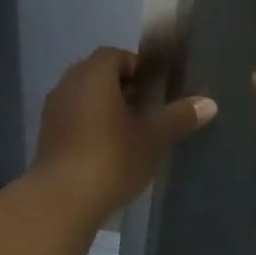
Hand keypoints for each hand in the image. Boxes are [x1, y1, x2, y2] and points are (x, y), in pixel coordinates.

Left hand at [33, 46, 216, 220]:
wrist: (62, 198)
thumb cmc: (112, 157)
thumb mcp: (153, 138)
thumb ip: (178, 117)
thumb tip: (209, 103)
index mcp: (93, 74)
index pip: (116, 55)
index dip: (138, 68)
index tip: (156, 88)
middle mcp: (68, 85)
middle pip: (97, 76)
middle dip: (122, 88)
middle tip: (147, 109)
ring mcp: (52, 112)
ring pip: (83, 99)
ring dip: (104, 109)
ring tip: (130, 132)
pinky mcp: (45, 138)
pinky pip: (72, 121)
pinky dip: (89, 128)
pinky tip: (107, 151)